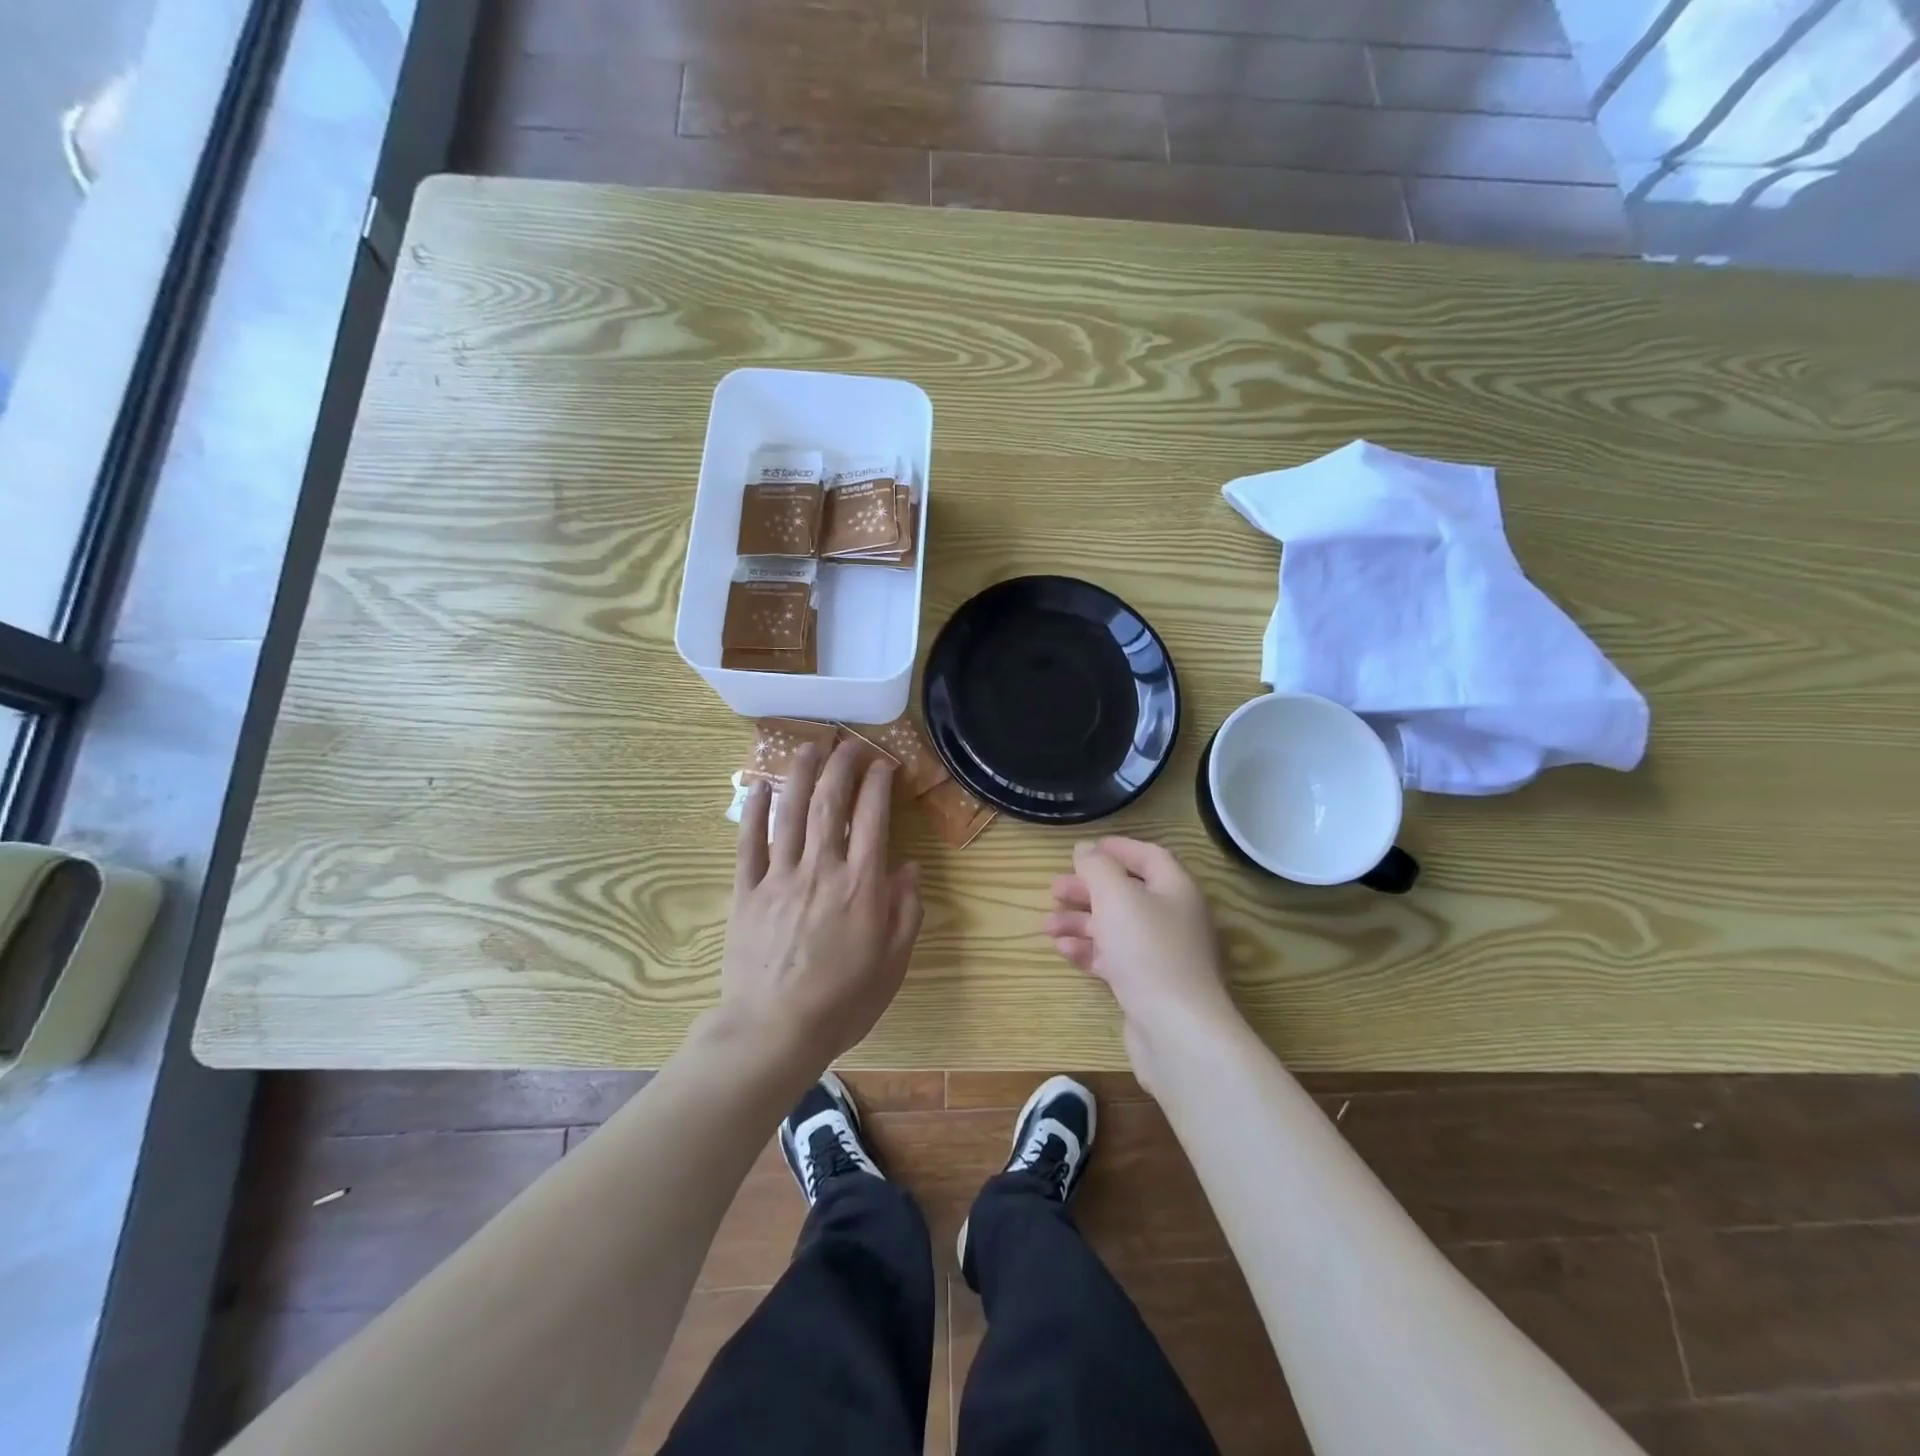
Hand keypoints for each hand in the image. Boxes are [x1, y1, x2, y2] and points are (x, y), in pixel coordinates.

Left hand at [719, 741, 922, 1078]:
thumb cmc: (843, 1000)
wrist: (775, 1030)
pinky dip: (754, 813)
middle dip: (842, 766)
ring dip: (800, 775)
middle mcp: (822, 869)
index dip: (879, 784)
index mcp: (861, 885)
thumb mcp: (893, 962)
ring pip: (790, 814)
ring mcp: (780, 877)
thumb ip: (905, 910)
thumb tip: (908, 867)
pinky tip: (760, 788)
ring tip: (808, 747)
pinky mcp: (747, 892)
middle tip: (849, 744)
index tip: (885, 763)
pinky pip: (749, 844)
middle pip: (831, 804)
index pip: (874, 818)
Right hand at [1044, 838, 1240, 1073]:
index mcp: (1175, 889)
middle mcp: (1173, 918)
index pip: (1148, 856)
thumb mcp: (1116, 897)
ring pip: (1115, 928)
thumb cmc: (1148, 950)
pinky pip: (1114, 958)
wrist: (1176, 1030)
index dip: (1117, 849)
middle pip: (1126, 893)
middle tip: (1053, 890)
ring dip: (1080, 922)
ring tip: (1047, 925)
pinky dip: (1088, 951)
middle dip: (1087, 890)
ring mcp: (1161, 955)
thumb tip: (1085, 848)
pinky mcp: (1147, 986)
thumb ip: (1097, 867)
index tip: (1083, 850)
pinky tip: (1063, 950)